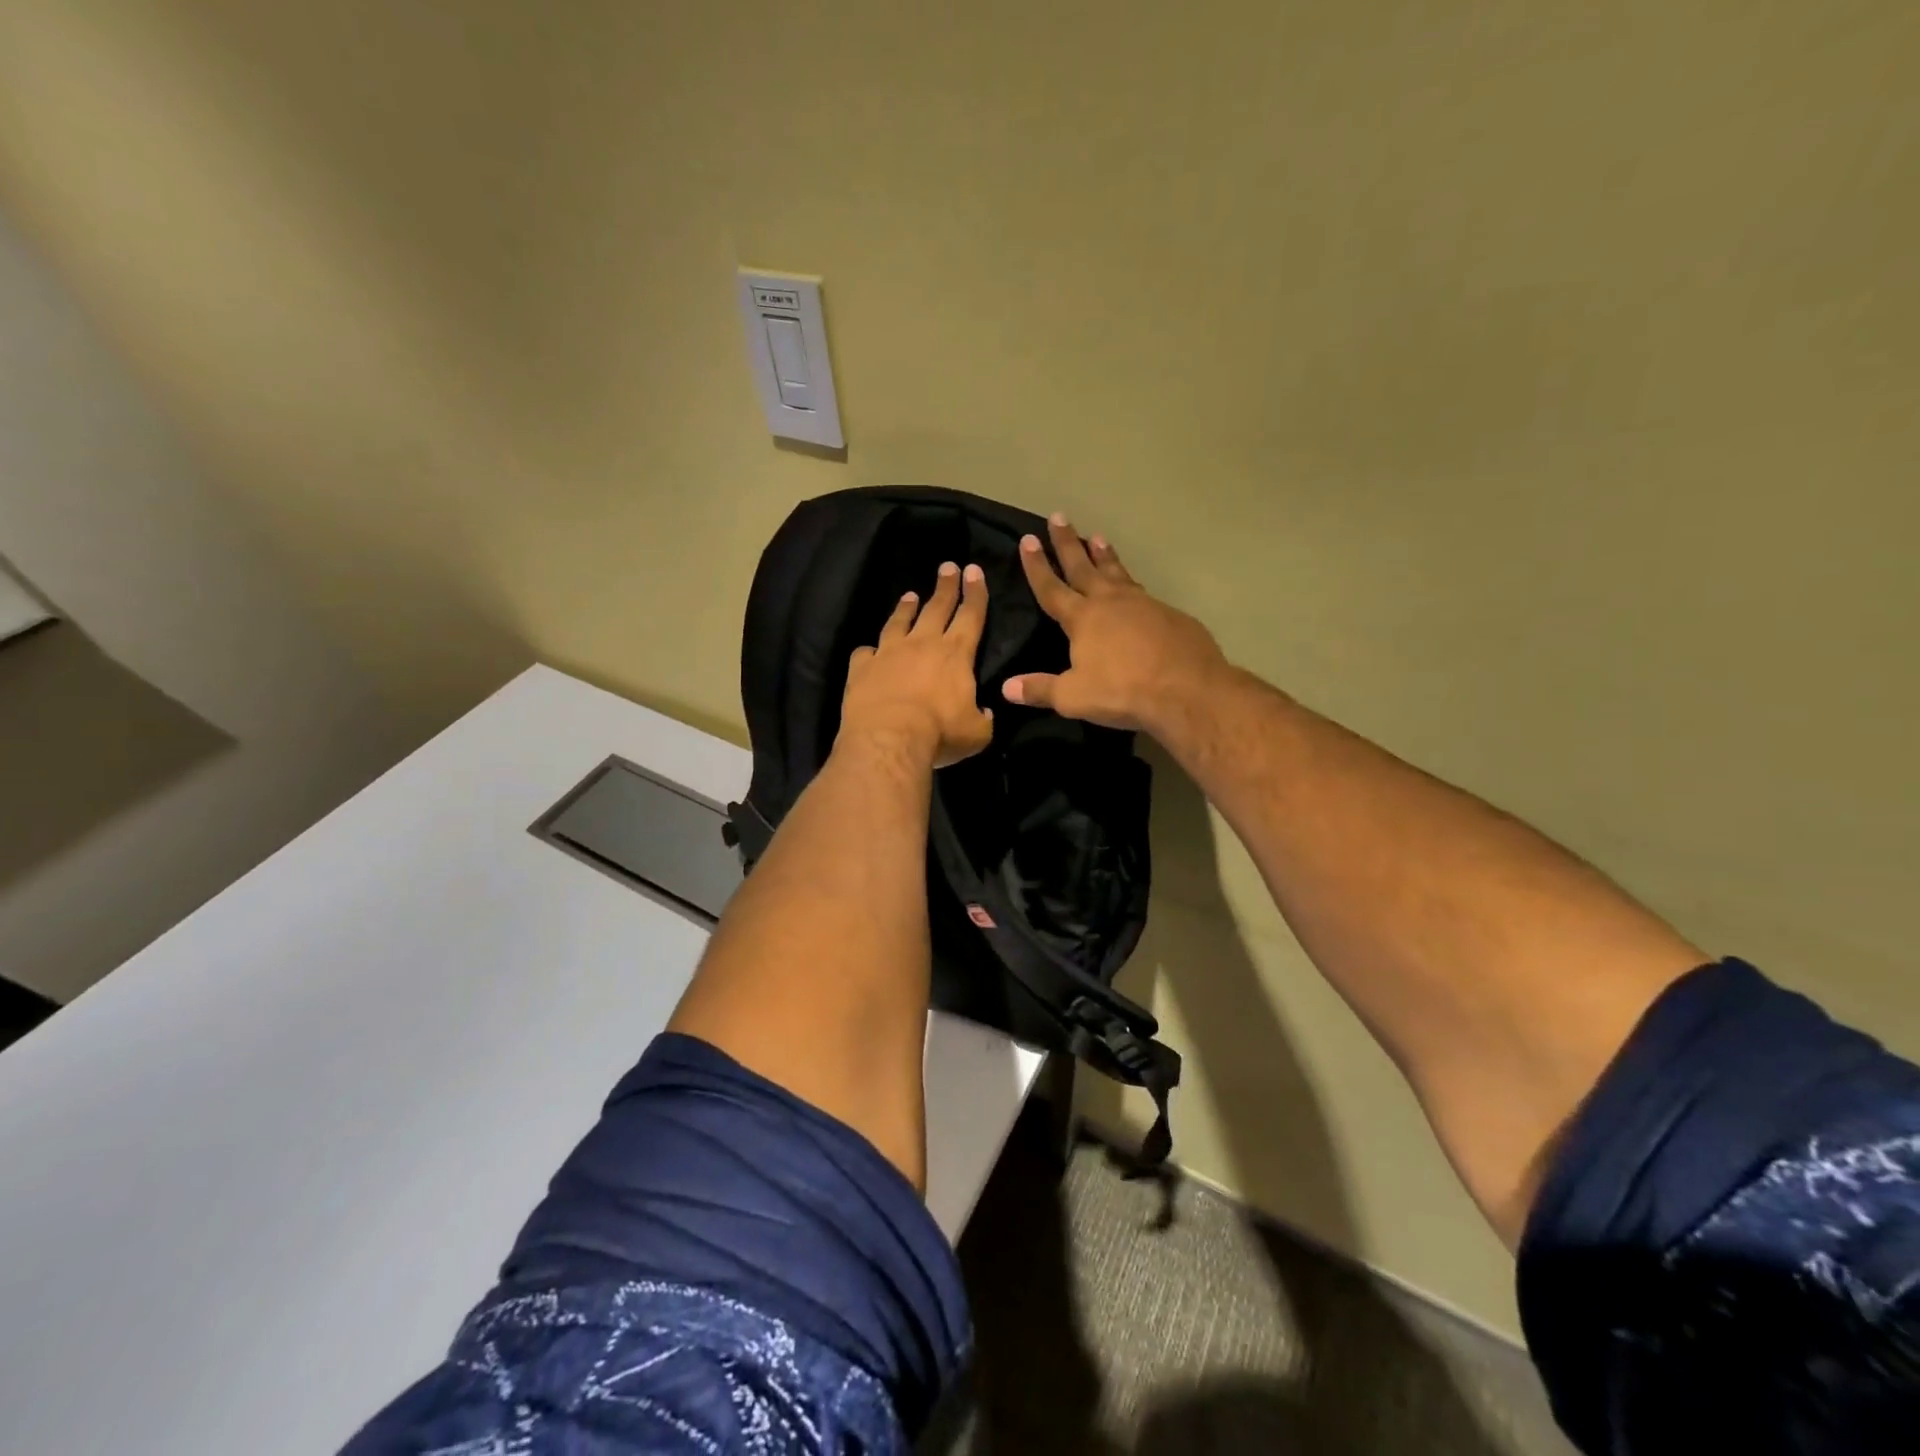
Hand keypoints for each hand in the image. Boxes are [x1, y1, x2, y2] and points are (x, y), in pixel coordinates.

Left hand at [840, 561, 994, 768]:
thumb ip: (983, 718)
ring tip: (910, 596)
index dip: (975, 593)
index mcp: (956, 654)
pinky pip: (865, 652)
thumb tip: (984, 712)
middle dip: (945, 586)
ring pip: (899, 622)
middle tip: (948, 567)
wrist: (889, 738)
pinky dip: (869, 650)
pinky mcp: (862, 667)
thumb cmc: (940, 733)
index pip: (971, 615)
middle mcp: (922, 644)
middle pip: (937, 607)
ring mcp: (889, 652)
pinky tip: (869, 650)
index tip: (974, 571)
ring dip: (906, 608)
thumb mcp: (977, 733)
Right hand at [1003, 514, 1227, 733]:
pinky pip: (1142, 591)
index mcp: (1082, 618)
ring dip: (1104, 554)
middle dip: (1068, 543)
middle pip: (1083, 566)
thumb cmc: (1123, 691)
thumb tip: (1007, 687)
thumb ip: (1039, 689)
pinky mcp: (1169, 614)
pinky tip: (1132, 585)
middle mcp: (1110, 602)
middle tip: (1059, 517)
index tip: (1027, 540)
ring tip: (1097, 536)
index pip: (1051, 587)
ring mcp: (1143, 604)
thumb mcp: (1073, 697)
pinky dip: (1130, 581)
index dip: (1037, 566)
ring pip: (1117, 571)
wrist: (1187, 688)